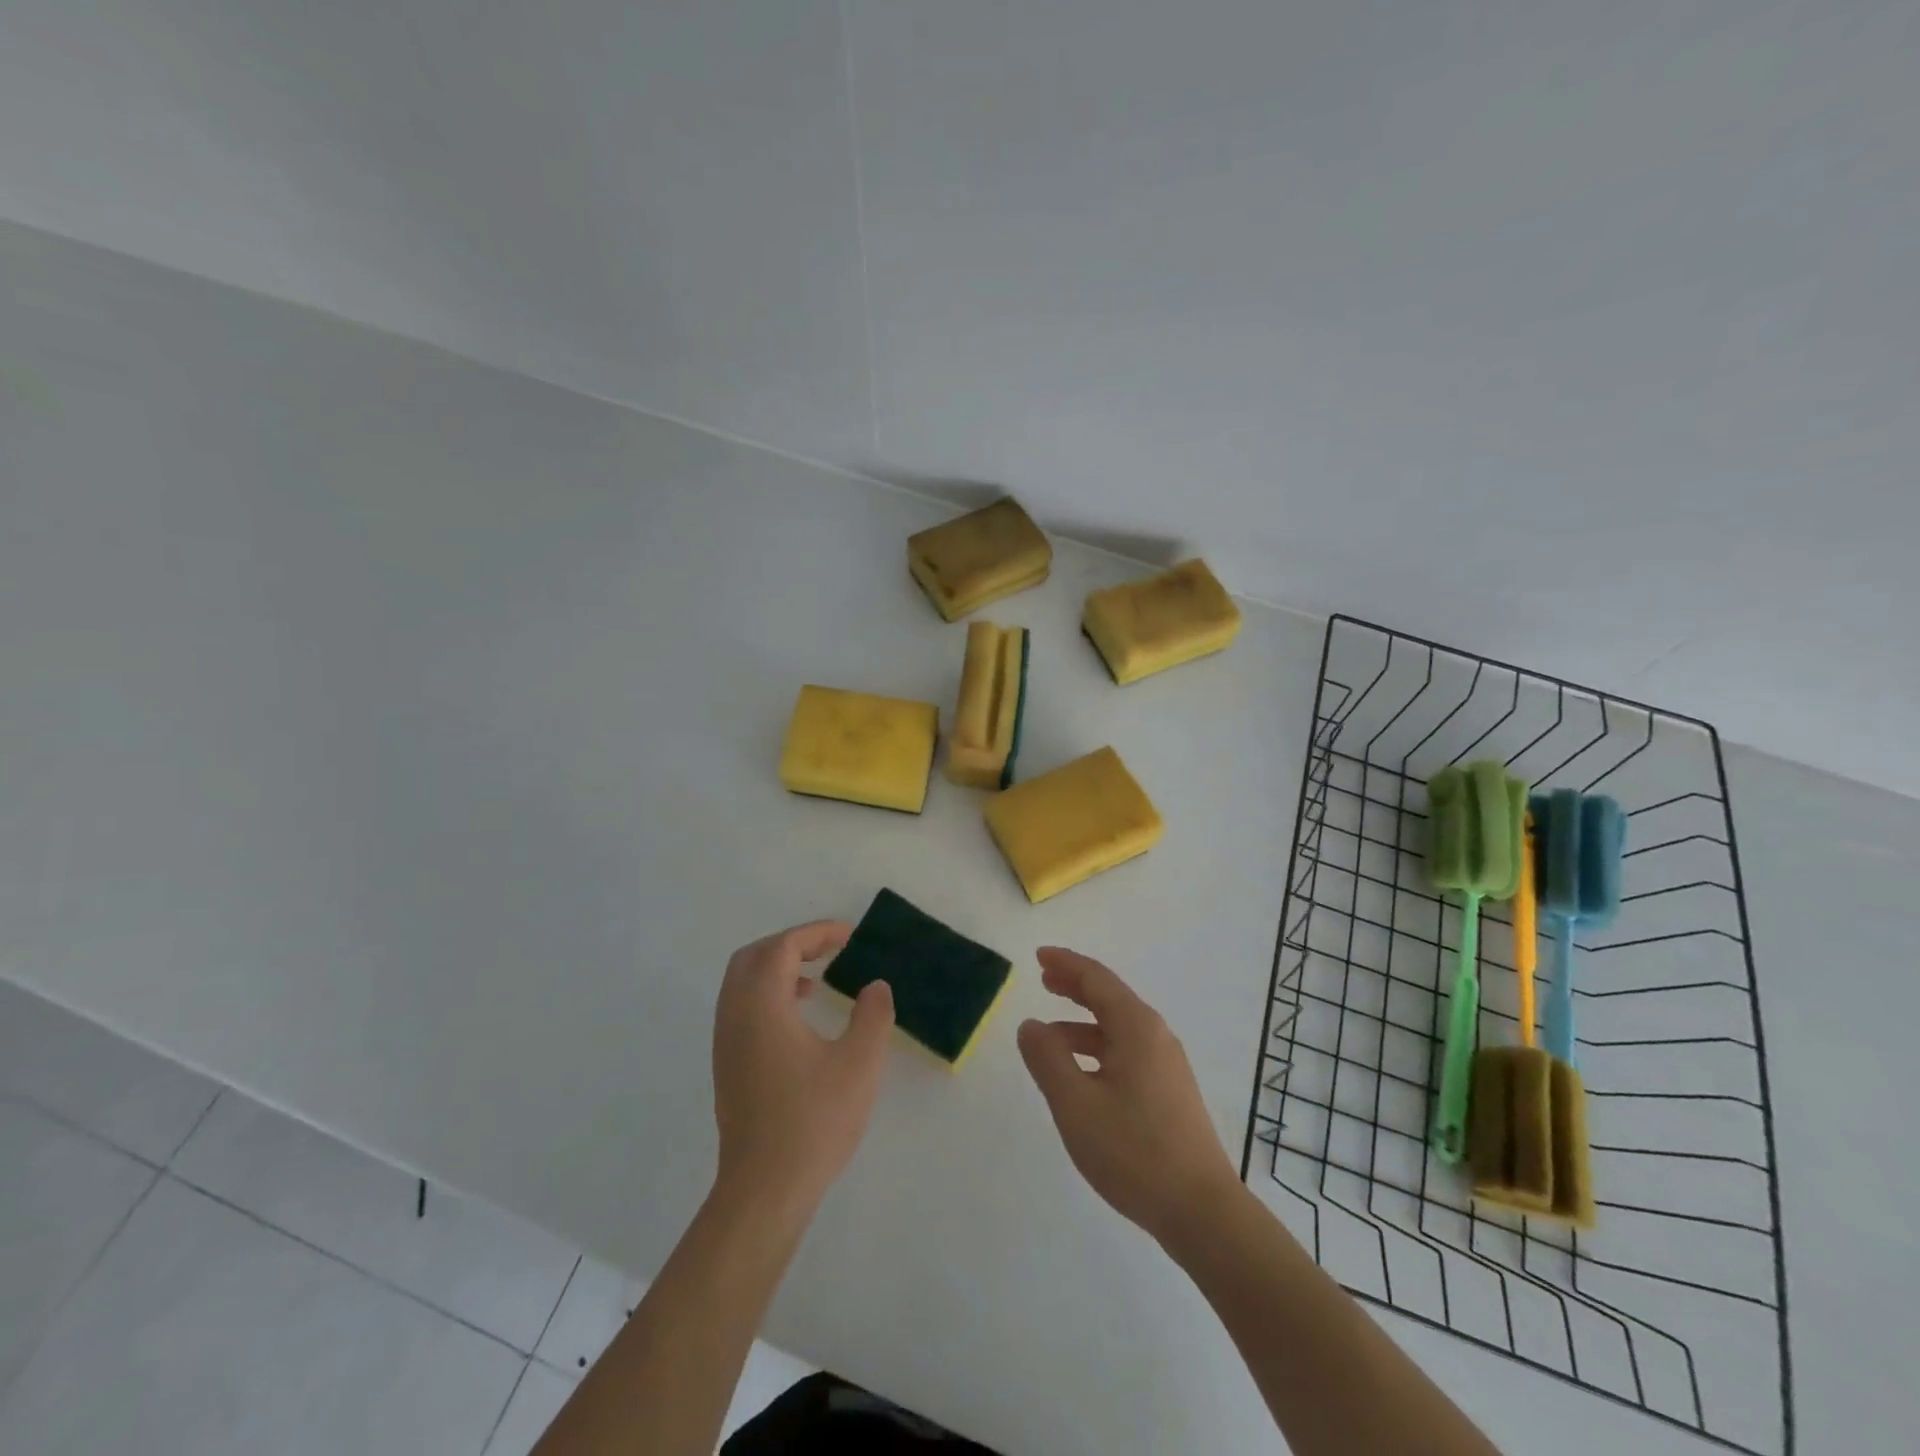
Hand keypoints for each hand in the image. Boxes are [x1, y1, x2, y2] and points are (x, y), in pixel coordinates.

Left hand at [711, 921, 894, 1215]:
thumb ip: (873, 1015)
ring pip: (743, 983)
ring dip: (777, 969)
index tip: (851, 937)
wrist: (765, 1190)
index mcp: (762, 1005)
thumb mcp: (860, 1063)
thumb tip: (875, 986)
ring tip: (816, 982)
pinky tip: (799, 1022)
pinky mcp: (726, 1066)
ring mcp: (725, 1042)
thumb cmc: (814, 1120)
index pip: (783, 947)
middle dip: (792, 944)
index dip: (818, 933)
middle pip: (754, 956)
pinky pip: (741, 1008)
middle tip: (829, 951)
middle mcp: (735, 1015)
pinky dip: (767, 995)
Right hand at [1018, 948, 1239, 1246]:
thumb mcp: (1076, 1104)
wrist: (1201, 1211)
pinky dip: (1098, 1049)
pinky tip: (1081, 1074)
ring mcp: (1167, 1065)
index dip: (1066, 964)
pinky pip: (1127, 1052)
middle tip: (1044, 980)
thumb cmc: (1134, 1151)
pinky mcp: (1170, 1092)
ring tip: (1049, 1037)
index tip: (1039, 956)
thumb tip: (1030, 1025)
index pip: (1097, 979)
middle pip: (1110, 998)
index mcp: (1136, 1028)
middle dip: (1075, 987)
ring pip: (1118, 1029)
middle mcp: (1156, 1036)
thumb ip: (1048, 1059)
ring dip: (1082, 1023)